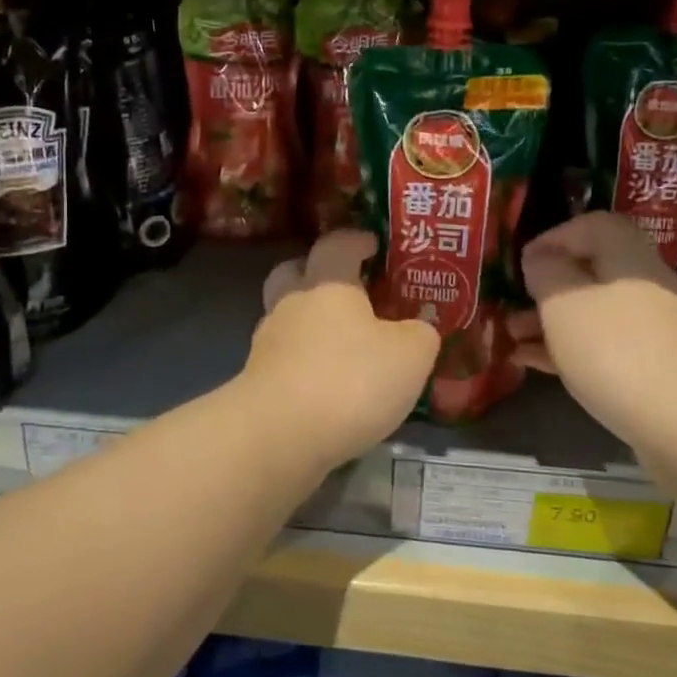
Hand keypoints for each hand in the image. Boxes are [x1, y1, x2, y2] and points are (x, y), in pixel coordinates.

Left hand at [244, 230, 439, 466]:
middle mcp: (291, 304)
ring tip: (342, 346)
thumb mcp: (411, 355)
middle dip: (316, 274)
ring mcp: (267, 343)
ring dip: (310, 324)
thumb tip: (418, 329)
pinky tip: (327, 384)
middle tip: (346, 289)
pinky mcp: (257, 382)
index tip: (372, 243)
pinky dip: (303, 363)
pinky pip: (284, 359)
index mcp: (328, 283)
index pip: (337, 244)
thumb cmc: (350, 380)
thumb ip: (420, 334)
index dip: (355, 240)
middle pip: (294, 272)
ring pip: (286, 318)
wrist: (279, 435)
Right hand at [511, 213, 676, 445]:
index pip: (594, 225)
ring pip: (593, 313)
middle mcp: (645, 287)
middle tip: (513, 303)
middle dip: (547, 287)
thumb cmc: (615, 350)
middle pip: (593, 272)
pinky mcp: (653, 370)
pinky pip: (603, 348)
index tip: (523, 262)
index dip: (556, 236)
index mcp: (628, 259)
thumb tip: (540, 258)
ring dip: (551, 321)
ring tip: (512, 338)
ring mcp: (653, 331)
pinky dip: (568, 350)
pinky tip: (533, 365)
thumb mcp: (563, 303)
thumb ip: (546, 272)